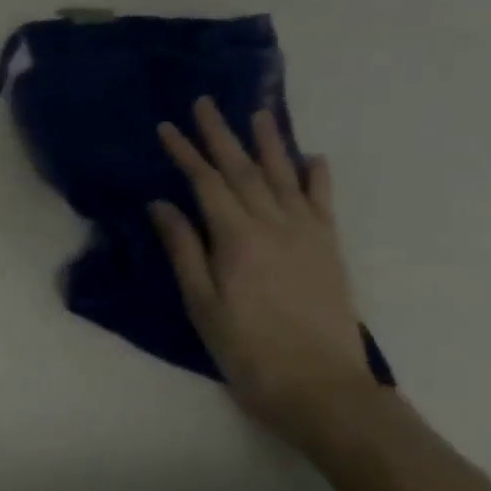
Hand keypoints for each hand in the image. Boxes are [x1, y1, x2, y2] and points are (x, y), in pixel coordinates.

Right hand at [149, 98, 377, 449]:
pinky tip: (312, 158)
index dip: (184, 153)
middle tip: (206, 102)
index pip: (205, 183)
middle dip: (221, 135)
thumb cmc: (247, 348)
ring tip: (259, 113)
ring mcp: (308, 235)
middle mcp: (275, 225)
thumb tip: (162, 204)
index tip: (166, 126)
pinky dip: (316, 178)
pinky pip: (322, 203)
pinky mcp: (329, 250)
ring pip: (284, 178)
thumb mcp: (201, 303)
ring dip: (269, 144)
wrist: (321, 388)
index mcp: (238, 238)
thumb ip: (184, 249)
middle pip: (243, 171)